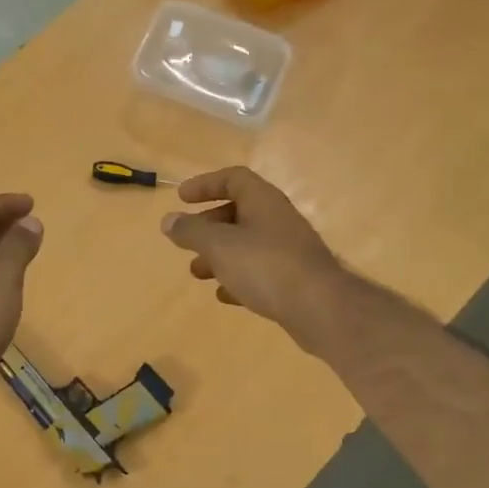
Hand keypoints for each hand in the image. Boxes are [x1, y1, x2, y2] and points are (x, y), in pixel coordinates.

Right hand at [160, 167, 351, 350]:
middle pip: (239, 212)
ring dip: (219, 255)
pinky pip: (260, 272)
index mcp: (263, 201)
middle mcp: (278, 220)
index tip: (181, 198)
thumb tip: (168, 220)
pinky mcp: (294, 280)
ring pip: (247, 244)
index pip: (234, 179)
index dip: (206, 184)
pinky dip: (238, 278)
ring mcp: (289, 250)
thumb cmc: (266, 266)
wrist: (320, 308)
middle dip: (208, 226)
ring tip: (196, 273)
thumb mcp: (220, 246)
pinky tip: (224, 295)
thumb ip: (191, 231)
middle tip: (186, 240)